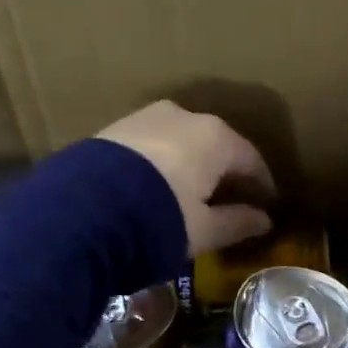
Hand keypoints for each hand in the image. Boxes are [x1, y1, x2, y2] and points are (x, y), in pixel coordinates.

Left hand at [97, 101, 275, 254]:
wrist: (80, 212)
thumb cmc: (159, 220)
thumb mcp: (203, 231)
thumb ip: (237, 223)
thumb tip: (264, 220)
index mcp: (216, 138)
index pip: (251, 160)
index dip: (261, 185)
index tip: (266, 205)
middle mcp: (185, 117)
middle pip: (216, 146)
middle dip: (226, 172)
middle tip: (231, 200)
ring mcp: (146, 118)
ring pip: (182, 142)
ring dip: (192, 166)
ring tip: (192, 195)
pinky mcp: (114, 130)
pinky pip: (152, 146)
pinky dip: (163, 164)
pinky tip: (159, 187)